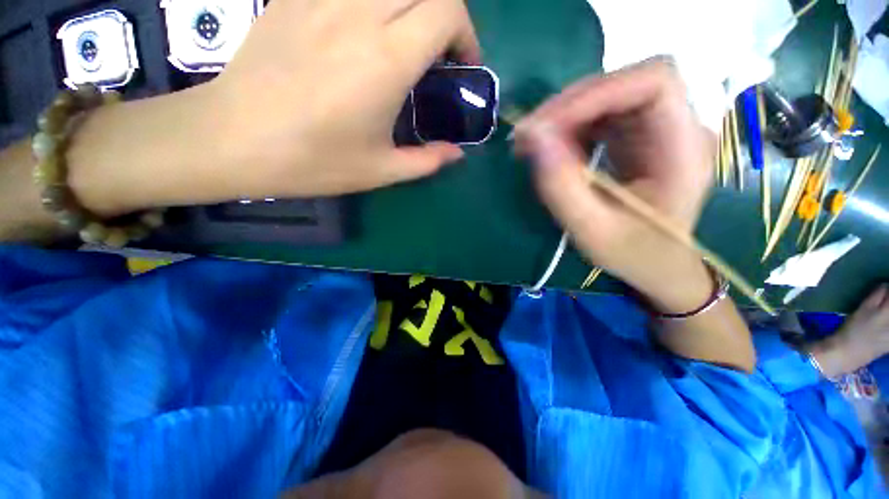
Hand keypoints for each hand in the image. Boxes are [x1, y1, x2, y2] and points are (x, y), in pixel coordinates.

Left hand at [209, 0, 479, 197]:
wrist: (235, 139)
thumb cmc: (314, 161)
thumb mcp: (381, 171)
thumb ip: (427, 160)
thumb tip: (456, 154)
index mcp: (386, 61)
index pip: (446, 11)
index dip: (466, 34)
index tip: (462, 65)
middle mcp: (358, 14)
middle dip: (445, 15)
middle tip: (440, 52)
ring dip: (410, 5)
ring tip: (407, 39)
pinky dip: (373, 3)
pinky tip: (366, 29)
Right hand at [515, 59, 717, 311]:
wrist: (659, 265)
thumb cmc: (635, 255)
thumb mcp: (593, 231)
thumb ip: (562, 187)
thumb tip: (532, 138)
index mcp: (684, 150)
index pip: (653, 82)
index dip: (596, 92)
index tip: (545, 125)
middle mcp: (677, 127)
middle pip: (625, 84)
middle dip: (569, 105)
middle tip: (527, 137)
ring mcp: (657, 129)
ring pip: (607, 96)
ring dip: (564, 116)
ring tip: (531, 144)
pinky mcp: (637, 137)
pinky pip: (600, 116)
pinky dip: (568, 127)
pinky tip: (549, 149)